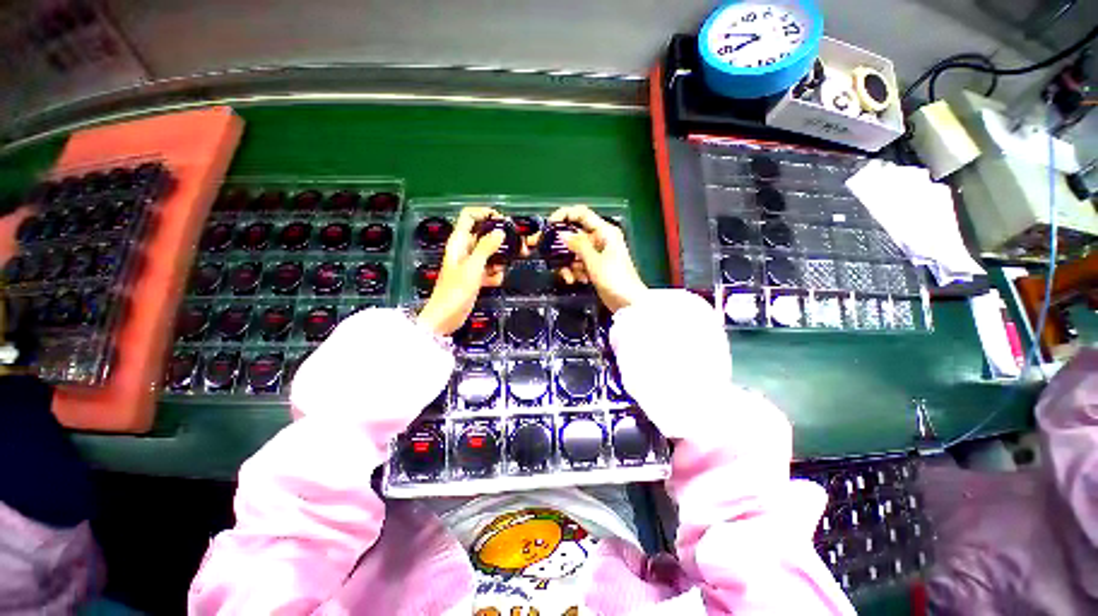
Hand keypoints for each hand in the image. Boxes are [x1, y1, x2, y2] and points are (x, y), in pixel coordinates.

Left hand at [417, 207, 505, 335]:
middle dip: (500, 240)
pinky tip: (494, 281)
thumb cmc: (456, 291)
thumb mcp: (473, 267)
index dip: (485, 213)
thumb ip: (486, 247)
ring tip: (503, 269)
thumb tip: (500, 231)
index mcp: (459, 242)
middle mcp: (464, 250)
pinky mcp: (475, 277)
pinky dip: (494, 274)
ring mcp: (470, 264)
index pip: (469, 216)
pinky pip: (489, 269)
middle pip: (484, 235)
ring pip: (490, 254)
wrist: (446, 317)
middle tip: (517, 246)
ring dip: (499, 260)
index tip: (503, 221)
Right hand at [542, 205, 646, 312]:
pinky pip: (578, 263)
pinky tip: (577, 280)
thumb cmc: (615, 279)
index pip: (581, 213)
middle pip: (575, 235)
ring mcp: (597, 253)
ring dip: (569, 264)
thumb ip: (578, 245)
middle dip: (561, 246)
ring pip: (574, 252)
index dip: (564, 215)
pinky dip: (575, 271)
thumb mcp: (594, 261)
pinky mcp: (594, 266)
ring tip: (570, 277)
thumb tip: (561, 233)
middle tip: (545, 252)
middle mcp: (600, 239)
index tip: (549, 225)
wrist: (628, 303)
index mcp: (604, 231)